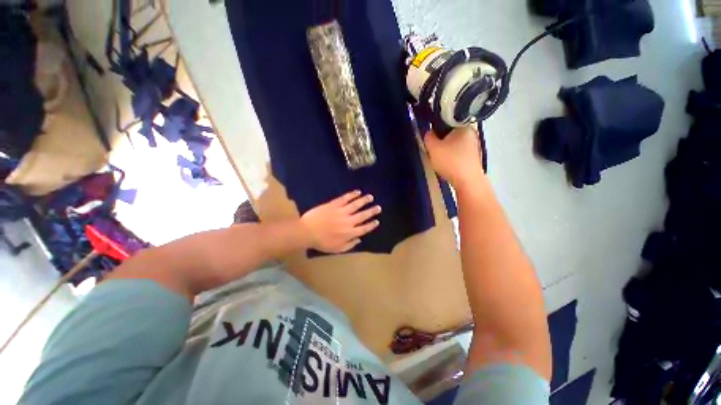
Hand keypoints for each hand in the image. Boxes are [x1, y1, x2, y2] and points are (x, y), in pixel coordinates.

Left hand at [300, 190, 380, 252]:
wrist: (307, 231)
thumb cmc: (321, 242)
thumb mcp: (336, 249)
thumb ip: (349, 245)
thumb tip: (359, 239)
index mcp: (349, 233)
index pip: (364, 228)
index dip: (371, 225)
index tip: (377, 221)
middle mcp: (349, 221)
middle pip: (363, 215)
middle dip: (372, 211)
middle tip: (378, 207)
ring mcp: (342, 211)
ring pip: (356, 204)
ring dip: (364, 200)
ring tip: (370, 197)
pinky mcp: (334, 204)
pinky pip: (345, 198)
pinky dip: (352, 194)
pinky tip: (357, 192)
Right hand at [424, 126, 485, 189]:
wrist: (467, 181)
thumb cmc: (450, 161)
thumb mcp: (433, 148)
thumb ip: (428, 137)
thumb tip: (428, 132)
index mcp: (464, 126)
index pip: (447, 121)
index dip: (436, 127)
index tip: (430, 137)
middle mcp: (472, 133)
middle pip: (451, 133)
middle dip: (441, 140)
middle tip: (433, 149)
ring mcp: (475, 146)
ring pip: (455, 143)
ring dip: (446, 149)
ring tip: (439, 158)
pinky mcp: (474, 157)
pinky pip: (459, 152)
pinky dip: (452, 156)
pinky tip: (448, 164)